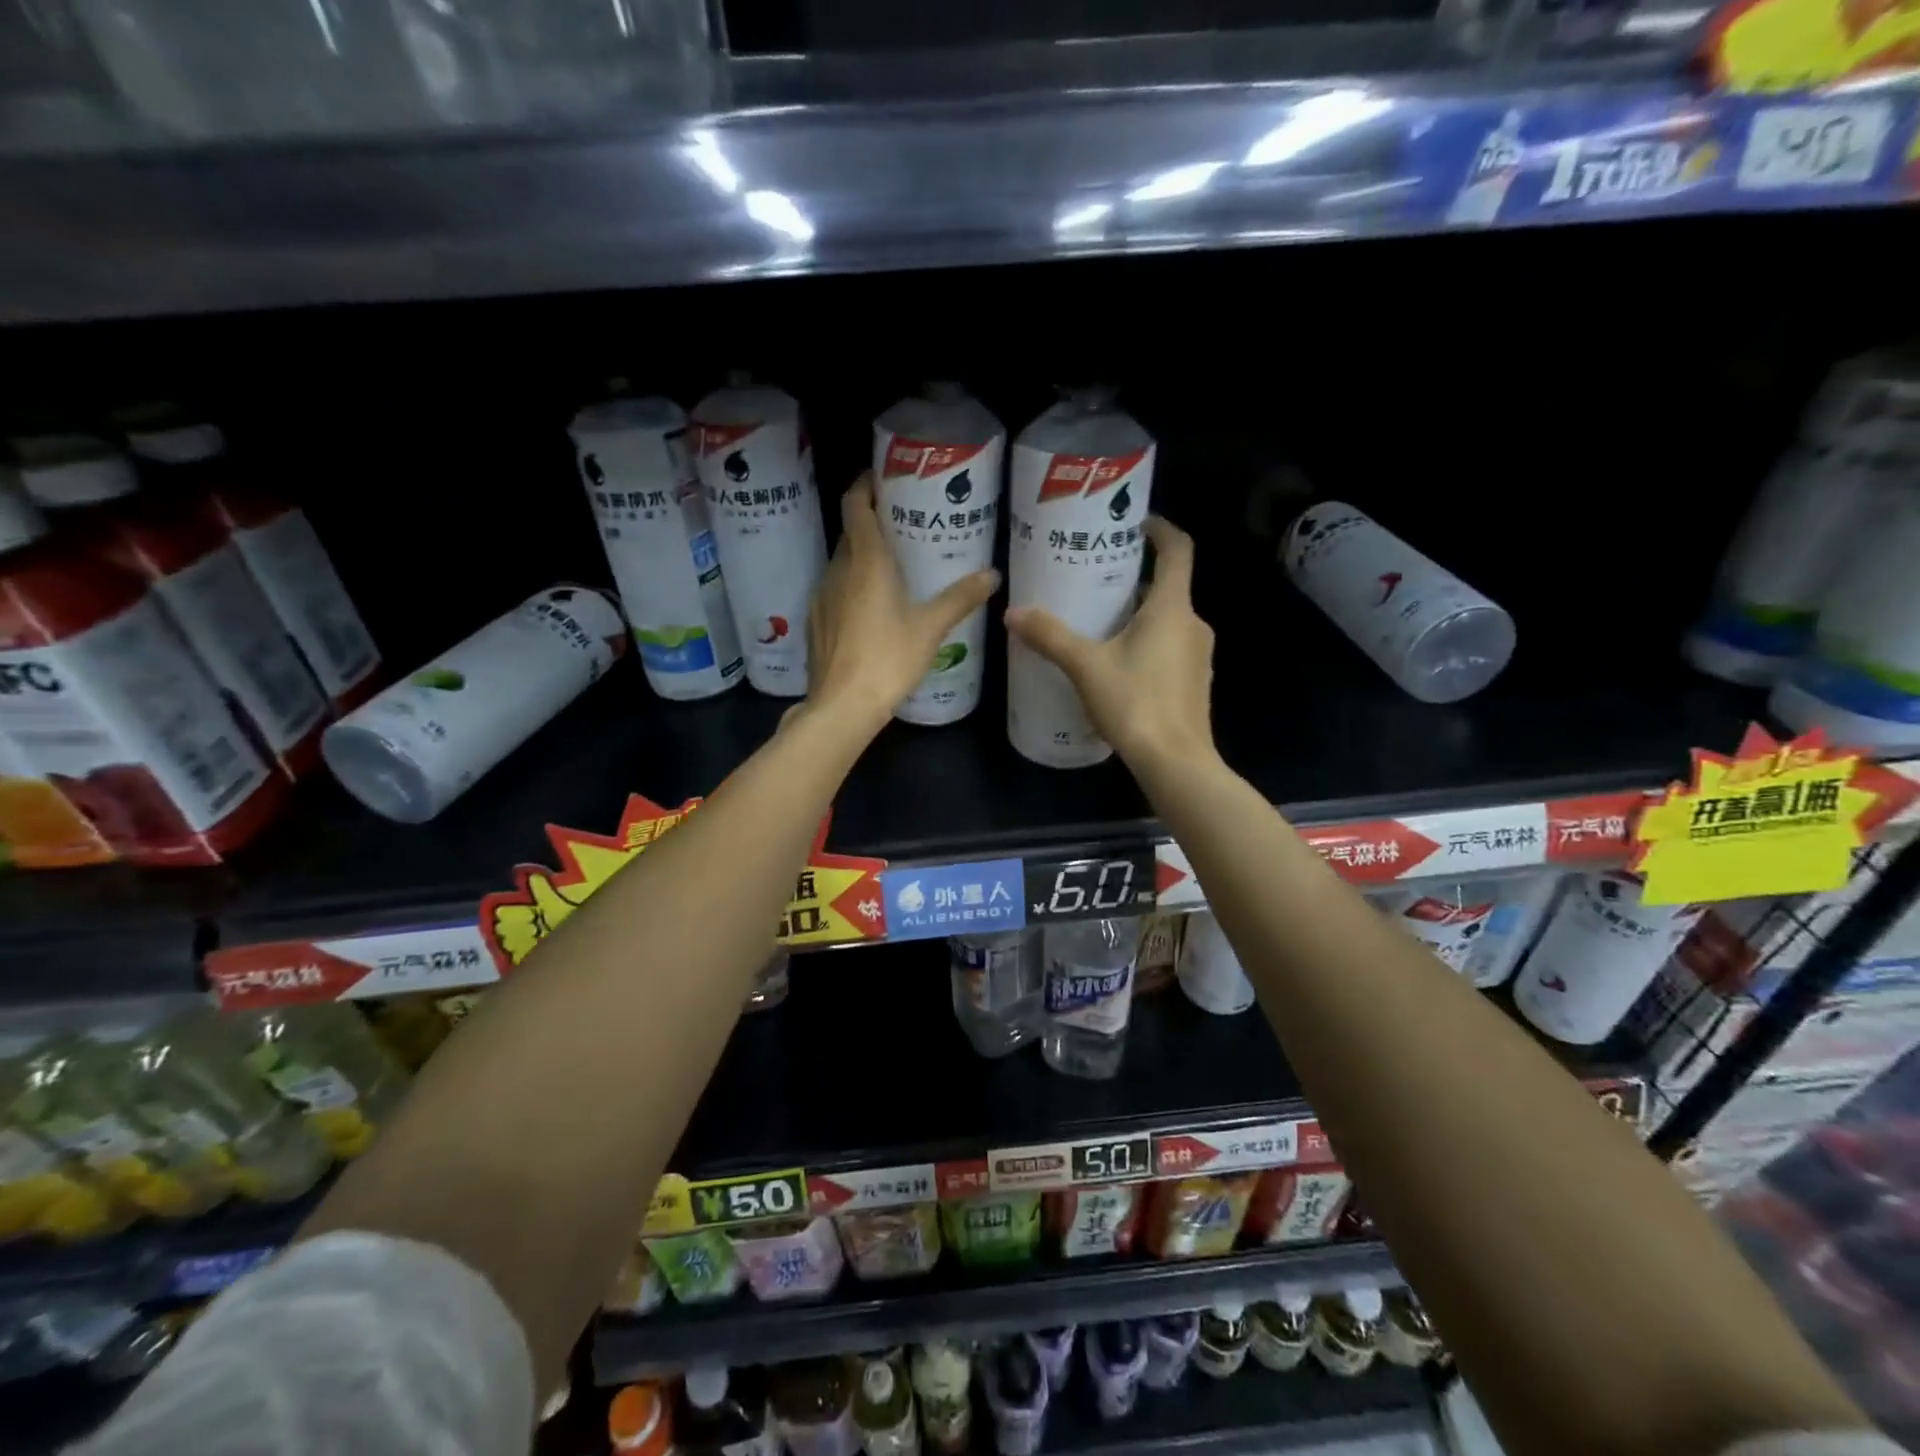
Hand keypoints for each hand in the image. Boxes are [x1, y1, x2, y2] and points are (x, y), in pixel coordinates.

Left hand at [805, 473, 999, 733]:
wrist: (842, 705)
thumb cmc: (888, 658)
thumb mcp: (931, 627)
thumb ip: (960, 598)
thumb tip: (993, 575)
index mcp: (866, 561)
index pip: (856, 504)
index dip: (866, 485)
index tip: (883, 478)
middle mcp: (837, 570)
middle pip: (850, 533)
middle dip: (872, 524)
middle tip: (903, 527)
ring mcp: (821, 596)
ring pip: (842, 564)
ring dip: (862, 558)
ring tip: (892, 569)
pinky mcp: (815, 621)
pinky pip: (834, 591)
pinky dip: (851, 587)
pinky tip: (871, 609)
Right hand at [1005, 517, 1215, 771]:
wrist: (1176, 762)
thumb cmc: (1135, 703)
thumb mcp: (1085, 666)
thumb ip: (1050, 636)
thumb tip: (1013, 612)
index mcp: (1172, 608)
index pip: (1178, 550)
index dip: (1160, 529)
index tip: (1135, 523)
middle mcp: (1193, 624)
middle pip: (1168, 587)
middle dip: (1135, 579)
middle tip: (1096, 580)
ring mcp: (1198, 656)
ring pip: (1168, 620)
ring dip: (1139, 614)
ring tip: (1100, 621)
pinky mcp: (1194, 682)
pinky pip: (1170, 647)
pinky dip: (1147, 642)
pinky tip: (1117, 663)